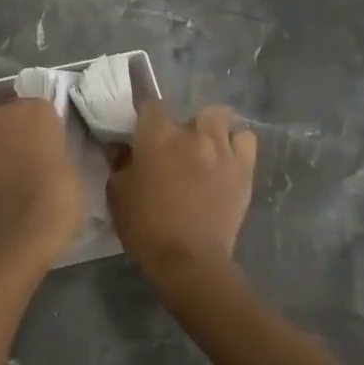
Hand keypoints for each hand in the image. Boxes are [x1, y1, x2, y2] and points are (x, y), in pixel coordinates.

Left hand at [0, 99, 84, 274]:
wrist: (8, 245)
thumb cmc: (53, 206)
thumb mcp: (74, 175)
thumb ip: (60, 151)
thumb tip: (53, 151)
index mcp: (34, 112)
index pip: (45, 105)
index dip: (52, 124)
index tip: (59, 144)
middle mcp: (1, 117)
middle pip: (15, 115)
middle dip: (25, 131)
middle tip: (40, 158)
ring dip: (5, 147)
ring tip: (20, 176)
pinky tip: (2, 191)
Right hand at [108, 100, 255, 286]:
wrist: (189, 261)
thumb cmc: (146, 226)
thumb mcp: (117, 193)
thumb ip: (119, 163)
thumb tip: (121, 148)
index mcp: (157, 135)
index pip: (152, 104)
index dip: (147, 115)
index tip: (145, 131)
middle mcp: (192, 133)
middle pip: (192, 111)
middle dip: (185, 125)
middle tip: (178, 148)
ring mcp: (222, 149)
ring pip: (221, 118)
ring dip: (212, 130)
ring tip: (207, 149)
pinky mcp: (244, 169)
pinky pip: (246, 140)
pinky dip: (236, 144)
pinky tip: (227, 160)